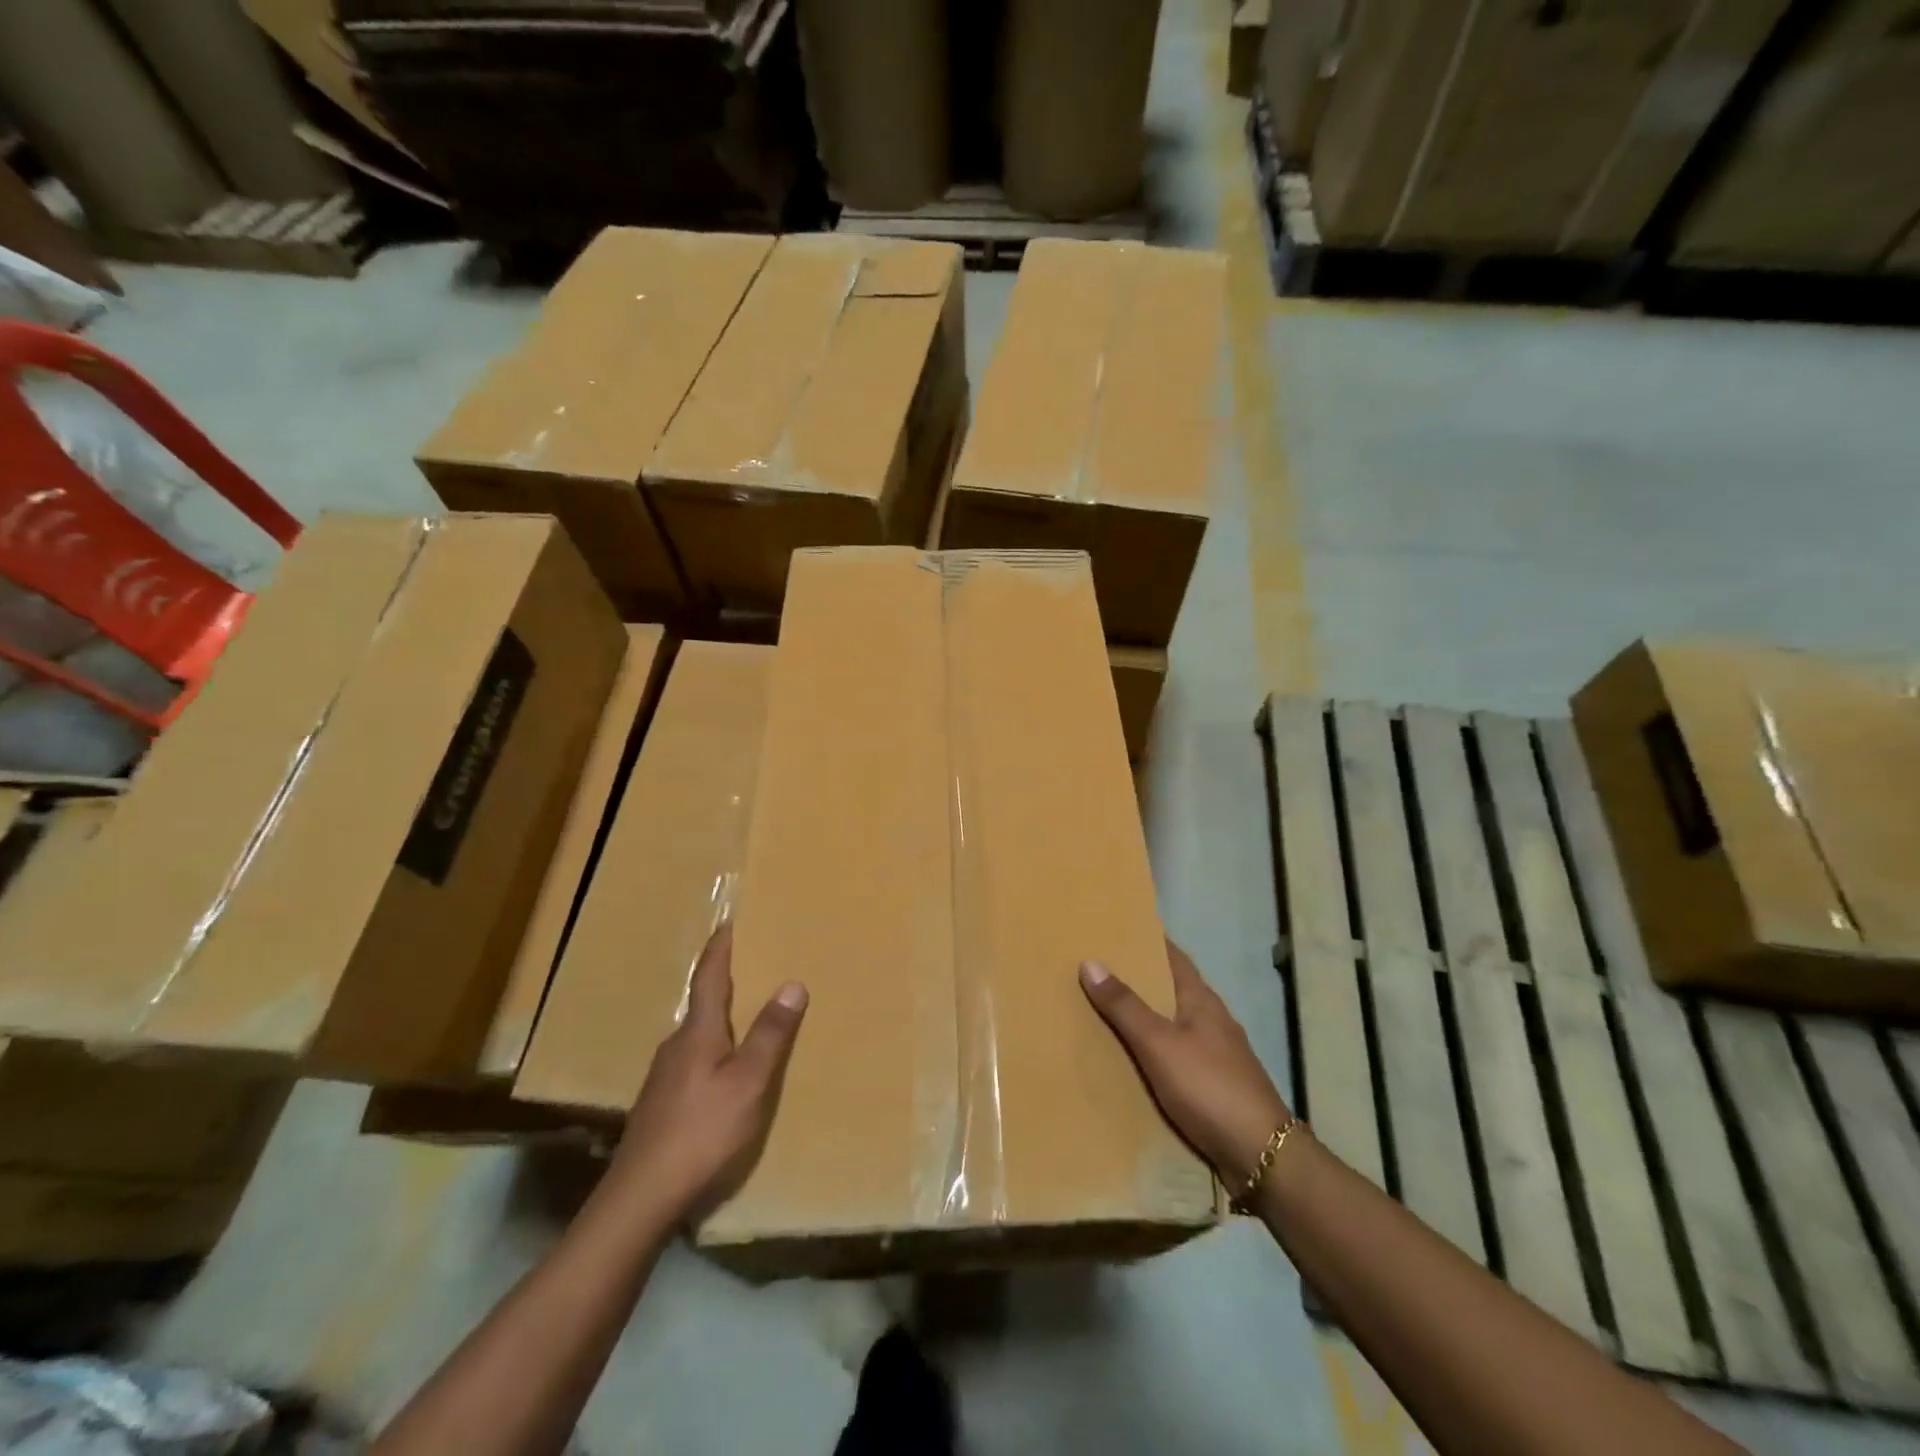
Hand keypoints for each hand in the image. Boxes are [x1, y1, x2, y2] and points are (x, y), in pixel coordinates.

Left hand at [606, 924, 807, 1226]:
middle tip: (752, 963)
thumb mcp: (748, 1083)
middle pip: (702, 1002)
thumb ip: (770, 1034)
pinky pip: (693, 1059)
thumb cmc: (701, 1132)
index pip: (709, 976)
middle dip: (725, 980)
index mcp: (697, 1032)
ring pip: (697, 1033)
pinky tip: (725, 1068)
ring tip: (745, 1014)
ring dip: (719, 1017)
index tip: (729, 921)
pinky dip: (713, 1047)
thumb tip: (792, 983)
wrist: (640, 1197)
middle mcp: (676, 1045)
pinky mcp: (661, 1103)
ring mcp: (664, 1076)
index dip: (720, 947)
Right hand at [1080, 940, 1292, 1188]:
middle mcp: (1212, 1020)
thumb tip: (1091, 961)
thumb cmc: (1209, 1087)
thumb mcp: (1159, 1044)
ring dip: (1145, 1015)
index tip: (1117, 929)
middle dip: (1140, 978)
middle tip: (1097, 968)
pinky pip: (1176, 1054)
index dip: (1148, 941)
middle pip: (1171, 988)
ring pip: (1174, 1023)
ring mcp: (1217, 1054)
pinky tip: (1132, 1060)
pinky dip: (1153, 1049)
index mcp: (1202, 1000)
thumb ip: (1125, 1006)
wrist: (1261, 1155)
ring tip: (1104, 1011)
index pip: (1173, 956)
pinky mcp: (1214, 1085)